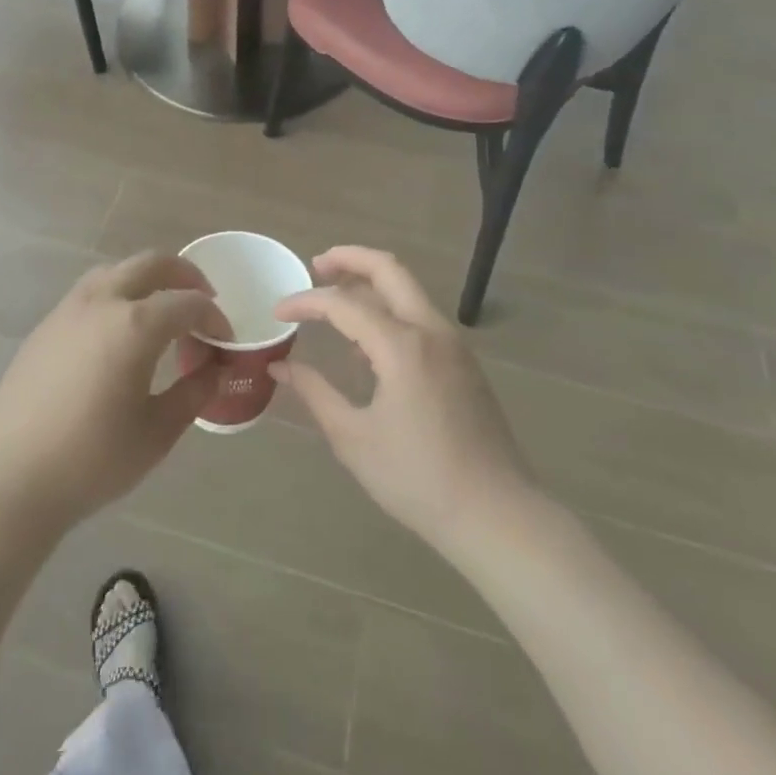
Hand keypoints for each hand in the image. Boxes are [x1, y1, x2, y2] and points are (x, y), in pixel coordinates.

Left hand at [0, 252, 229, 533]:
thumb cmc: (93, 460)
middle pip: (152, 264)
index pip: (188, 303)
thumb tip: (214, 368)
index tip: (225, 338)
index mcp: (134, 325)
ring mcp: (69, 309)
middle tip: (203, 299)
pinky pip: (91, 291)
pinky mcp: (47, 325)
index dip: (214, 316)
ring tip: (162, 309)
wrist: (12, 479)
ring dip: (147, 279)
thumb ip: (194, 392)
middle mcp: (102, 302)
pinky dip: (117, 294)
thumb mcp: (157, 432)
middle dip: (185, 275)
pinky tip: (119, 331)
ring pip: (117, 270)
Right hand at [274, 247, 532, 552]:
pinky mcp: (463, 362)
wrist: (496, 515)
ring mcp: (453, 344)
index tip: (278, 313)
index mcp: (402, 345)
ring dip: (371, 282)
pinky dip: (390, 310)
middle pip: (388, 269)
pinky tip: (367, 344)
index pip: (344, 303)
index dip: (307, 302)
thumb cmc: (418, 480)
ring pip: (408, 290)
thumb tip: (281, 367)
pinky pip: (420, 317)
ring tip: (336, 300)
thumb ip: (315, 393)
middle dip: (349, 259)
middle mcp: (430, 330)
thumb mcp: (354, 439)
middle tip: (316, 267)